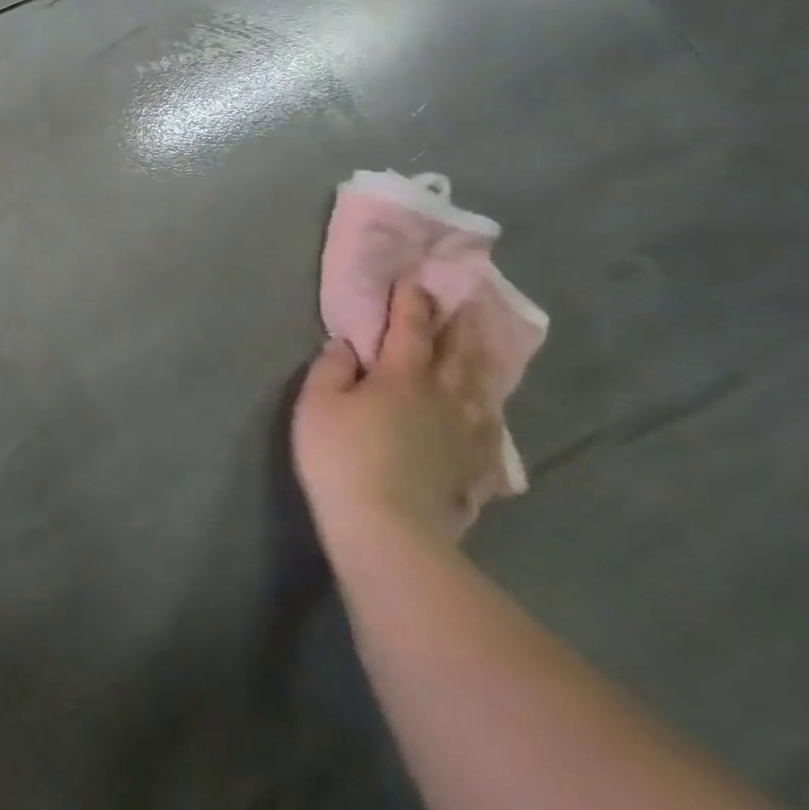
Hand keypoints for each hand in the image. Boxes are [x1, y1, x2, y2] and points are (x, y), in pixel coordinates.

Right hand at [293, 280, 509, 551]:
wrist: (388, 529)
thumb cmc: (342, 457)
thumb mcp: (316, 403)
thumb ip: (331, 368)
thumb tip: (346, 344)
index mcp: (403, 376)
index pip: (411, 328)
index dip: (411, 302)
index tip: (414, 280)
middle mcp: (445, 397)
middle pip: (459, 353)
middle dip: (460, 324)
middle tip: (467, 302)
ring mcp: (467, 435)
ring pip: (483, 389)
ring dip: (483, 362)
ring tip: (485, 348)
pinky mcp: (477, 470)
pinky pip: (491, 435)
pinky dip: (491, 417)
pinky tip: (491, 419)